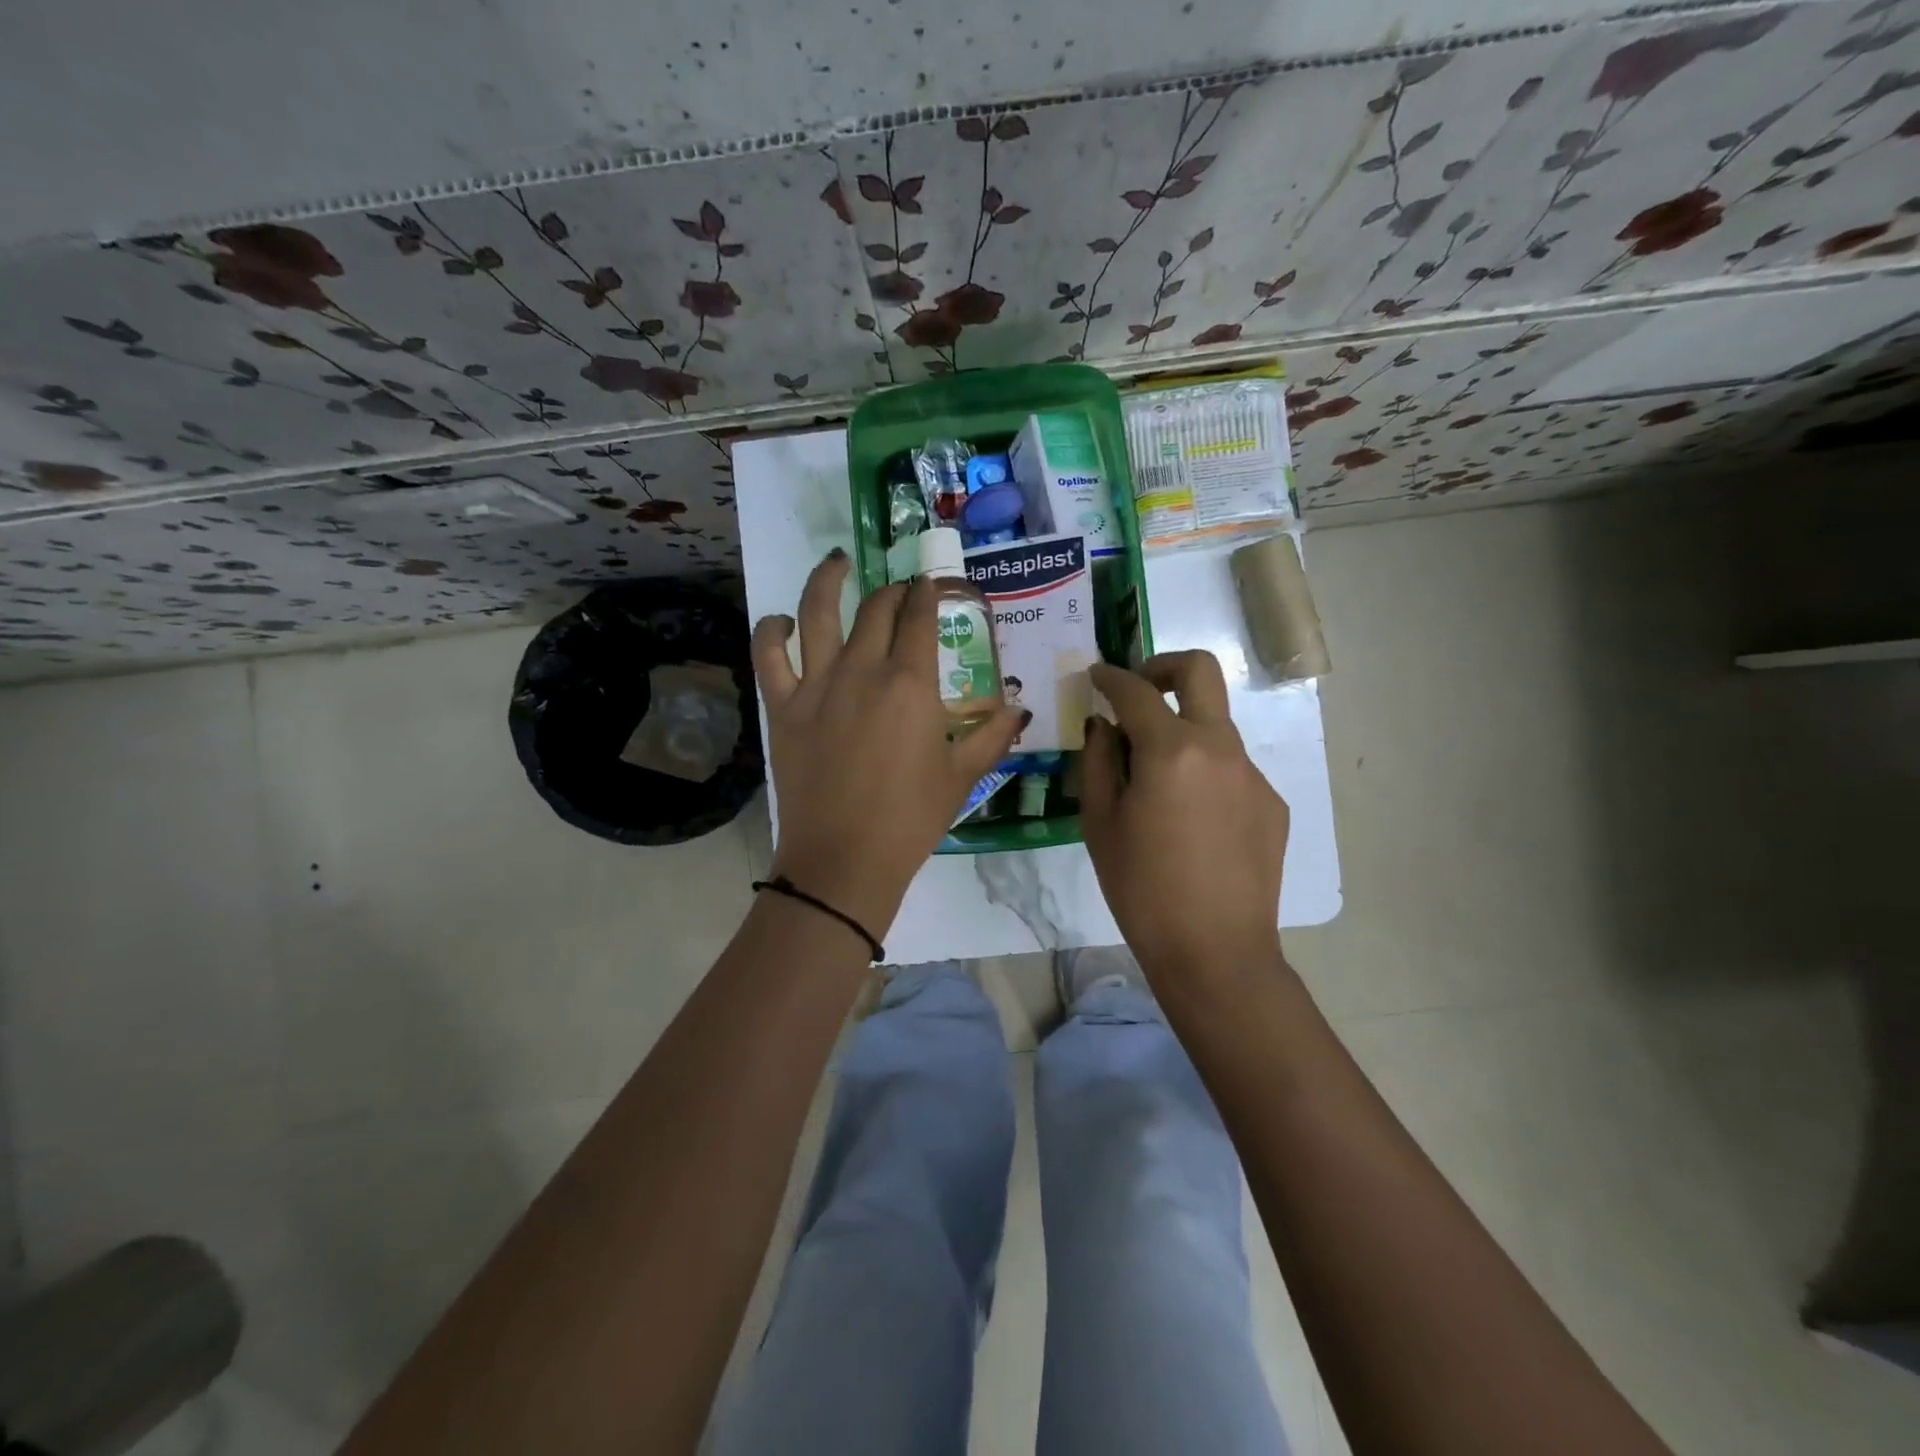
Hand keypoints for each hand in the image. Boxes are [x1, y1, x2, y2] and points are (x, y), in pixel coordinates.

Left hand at [753, 550, 1027, 935]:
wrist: (845, 859)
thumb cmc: (911, 818)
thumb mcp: (963, 775)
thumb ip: (993, 734)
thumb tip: (1019, 707)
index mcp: (910, 682)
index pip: (921, 617)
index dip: (929, 593)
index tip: (934, 585)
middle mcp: (862, 669)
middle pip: (877, 609)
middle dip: (894, 591)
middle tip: (902, 593)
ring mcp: (817, 684)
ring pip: (817, 611)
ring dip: (829, 579)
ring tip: (838, 560)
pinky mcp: (783, 707)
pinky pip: (769, 655)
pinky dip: (772, 630)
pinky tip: (783, 621)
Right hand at [1081, 650, 1289, 986]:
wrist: (1214, 951)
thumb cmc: (1141, 889)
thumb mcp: (1100, 823)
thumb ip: (1098, 761)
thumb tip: (1105, 726)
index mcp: (1172, 750)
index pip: (1136, 691)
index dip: (1111, 677)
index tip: (1096, 675)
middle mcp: (1220, 747)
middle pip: (1200, 671)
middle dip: (1163, 666)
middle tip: (1137, 690)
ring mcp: (1252, 774)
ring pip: (1214, 726)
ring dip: (1182, 731)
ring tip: (1155, 782)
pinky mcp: (1271, 802)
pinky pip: (1230, 768)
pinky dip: (1203, 772)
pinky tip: (1189, 821)